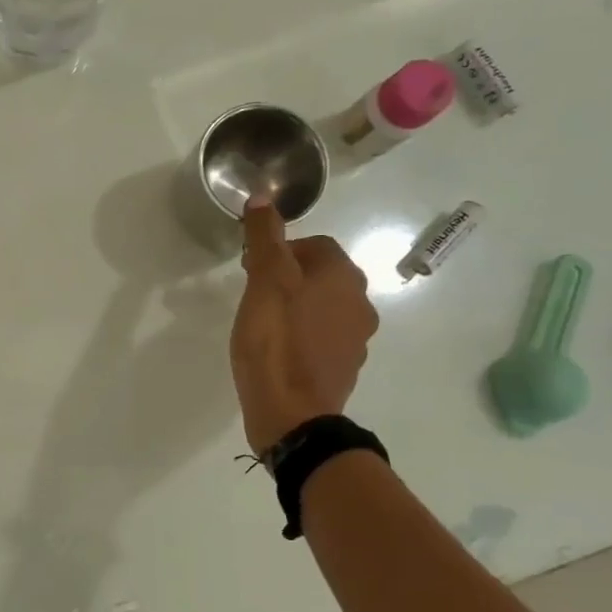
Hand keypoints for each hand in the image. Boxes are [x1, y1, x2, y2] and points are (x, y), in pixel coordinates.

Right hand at [230, 199, 378, 453]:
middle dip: (289, 278)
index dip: (281, 250)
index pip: (315, 244)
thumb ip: (265, 237)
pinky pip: (323, 339)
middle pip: (322, 276)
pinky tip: (277, 351)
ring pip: (324, 308)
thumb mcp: (264, 281)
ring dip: (298, 307)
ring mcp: (356, 339)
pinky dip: (302, 337)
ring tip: (263, 323)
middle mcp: (360, 303)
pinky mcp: (343, 368)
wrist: (292, 414)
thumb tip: (263, 197)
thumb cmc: (275, 341)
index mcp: (343, 276)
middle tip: (254, 293)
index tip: (252, 268)